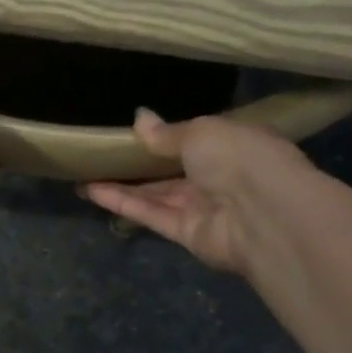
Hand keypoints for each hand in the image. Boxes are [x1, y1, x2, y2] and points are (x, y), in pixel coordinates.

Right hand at [81, 109, 308, 273]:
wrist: (265, 213)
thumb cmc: (238, 157)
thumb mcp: (199, 131)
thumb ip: (166, 132)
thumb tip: (140, 118)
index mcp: (232, 144)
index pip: (198, 139)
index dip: (168, 135)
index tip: (135, 130)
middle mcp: (220, 176)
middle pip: (174, 169)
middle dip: (141, 162)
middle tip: (103, 153)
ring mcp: (204, 207)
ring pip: (158, 194)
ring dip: (123, 185)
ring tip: (86, 173)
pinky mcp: (188, 234)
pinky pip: (152, 214)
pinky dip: (123, 203)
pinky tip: (91, 191)